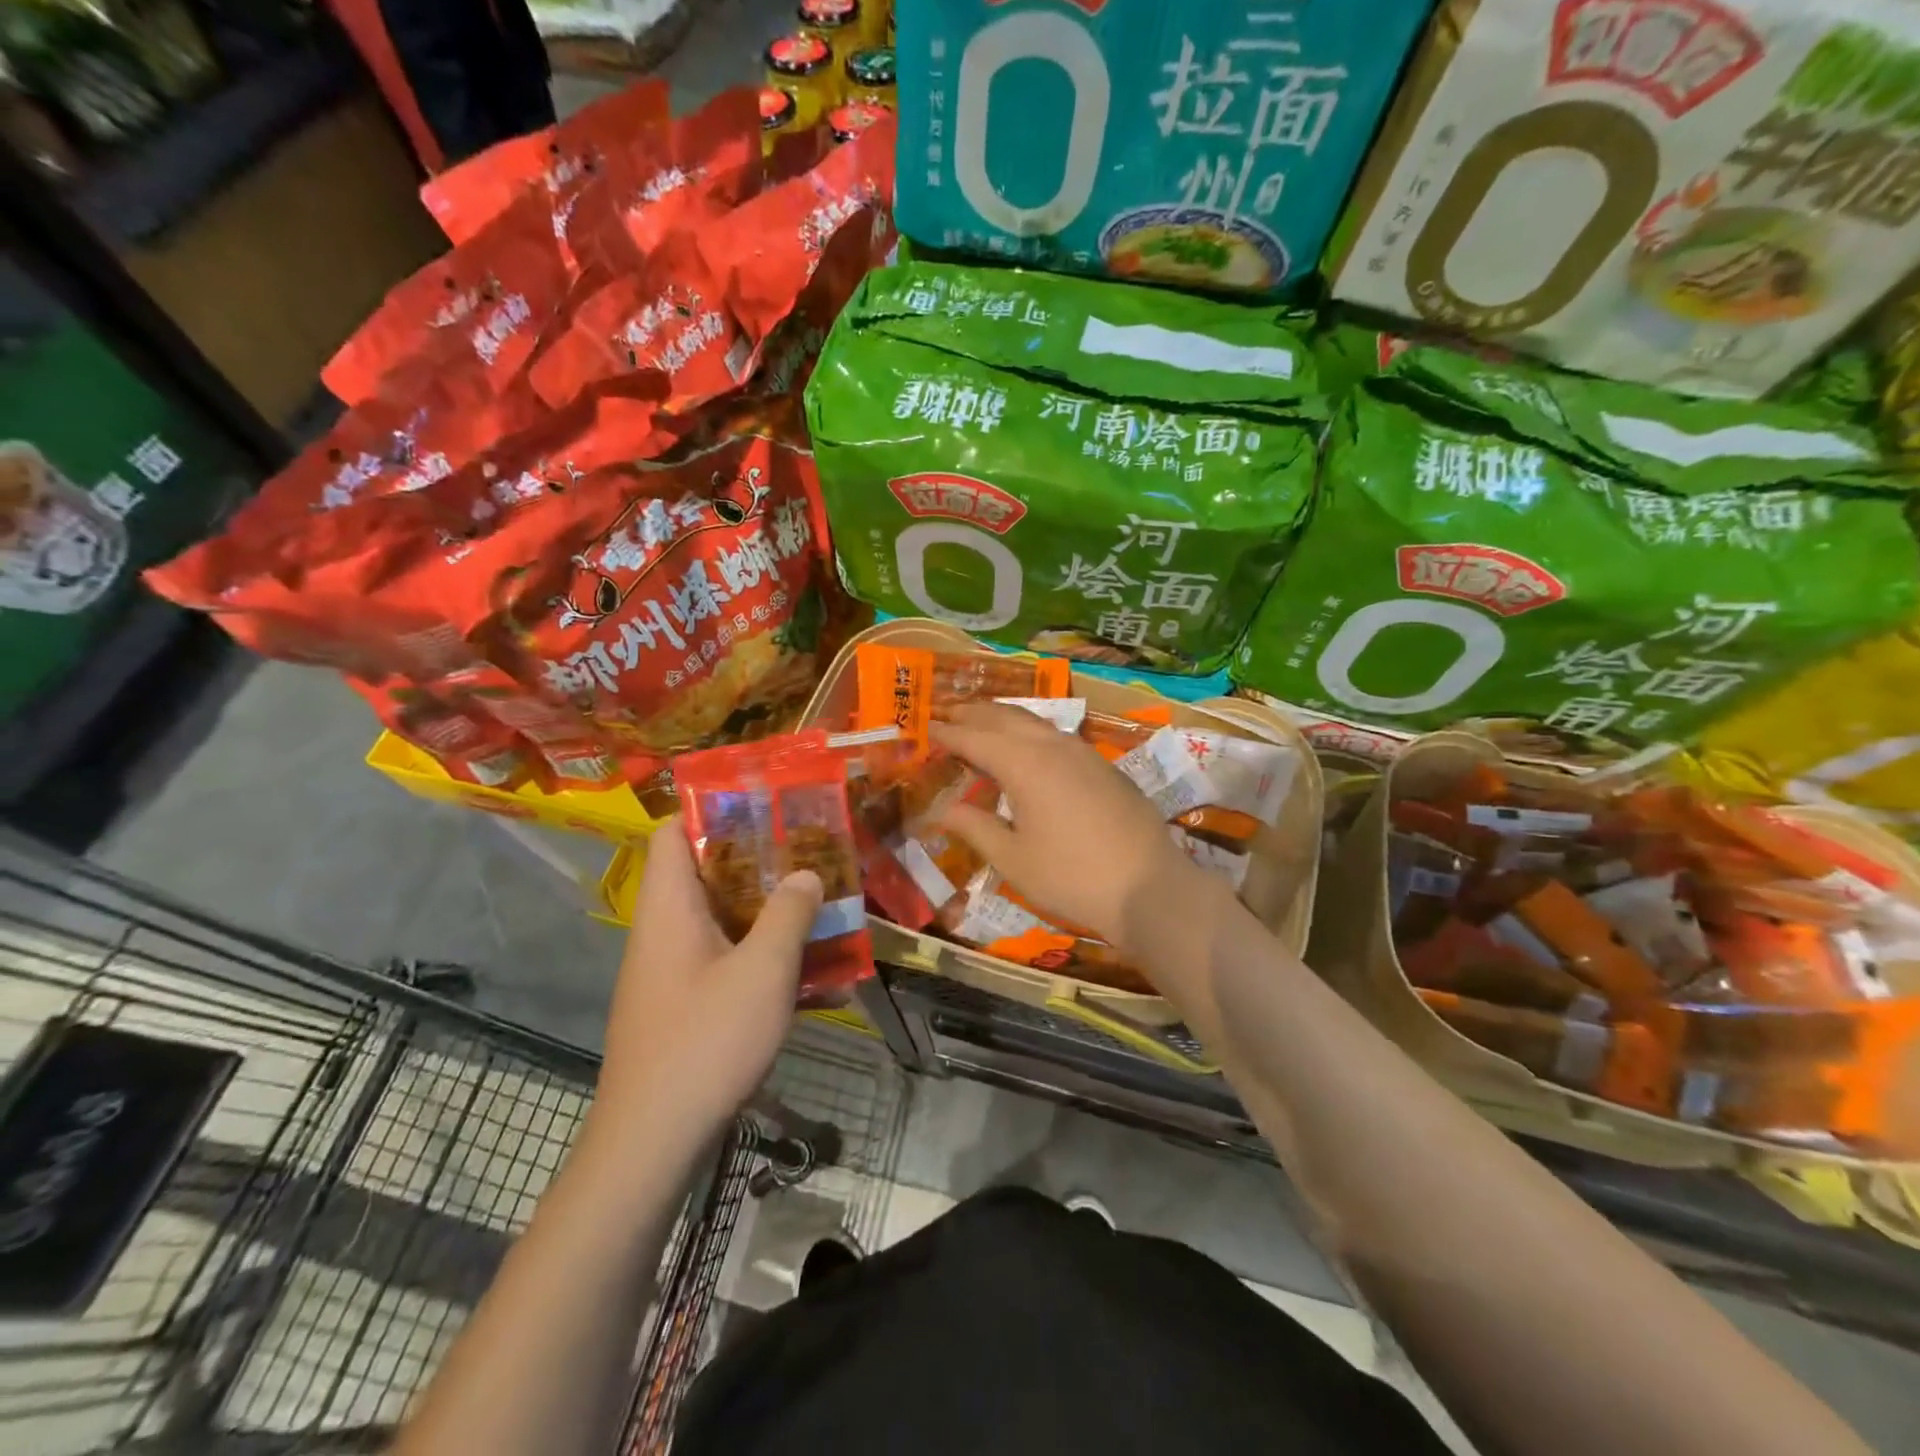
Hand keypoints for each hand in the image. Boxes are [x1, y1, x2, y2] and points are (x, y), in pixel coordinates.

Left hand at [590, 821, 820, 1144]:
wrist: (651, 1143)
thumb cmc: (705, 1041)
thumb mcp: (762, 970)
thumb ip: (788, 913)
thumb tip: (806, 874)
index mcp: (670, 907)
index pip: (672, 832)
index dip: (712, 809)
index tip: (765, 806)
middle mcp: (663, 931)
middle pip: (704, 872)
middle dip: (759, 859)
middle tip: (810, 852)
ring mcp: (670, 971)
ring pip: (720, 919)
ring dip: (767, 909)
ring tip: (819, 903)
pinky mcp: (682, 1005)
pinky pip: (724, 959)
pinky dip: (760, 953)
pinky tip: (807, 972)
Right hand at [931, 702, 1208, 956]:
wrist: (1149, 886)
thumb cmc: (1071, 877)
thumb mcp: (1013, 859)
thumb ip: (975, 827)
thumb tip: (944, 809)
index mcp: (1024, 764)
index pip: (974, 737)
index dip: (947, 732)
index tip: (925, 726)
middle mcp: (1052, 745)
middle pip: (1004, 717)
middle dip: (973, 713)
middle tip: (946, 713)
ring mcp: (1082, 751)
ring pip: (1033, 721)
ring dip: (1003, 716)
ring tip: (982, 719)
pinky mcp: (1103, 764)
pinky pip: (1055, 734)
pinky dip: (1029, 730)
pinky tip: (1028, 745)